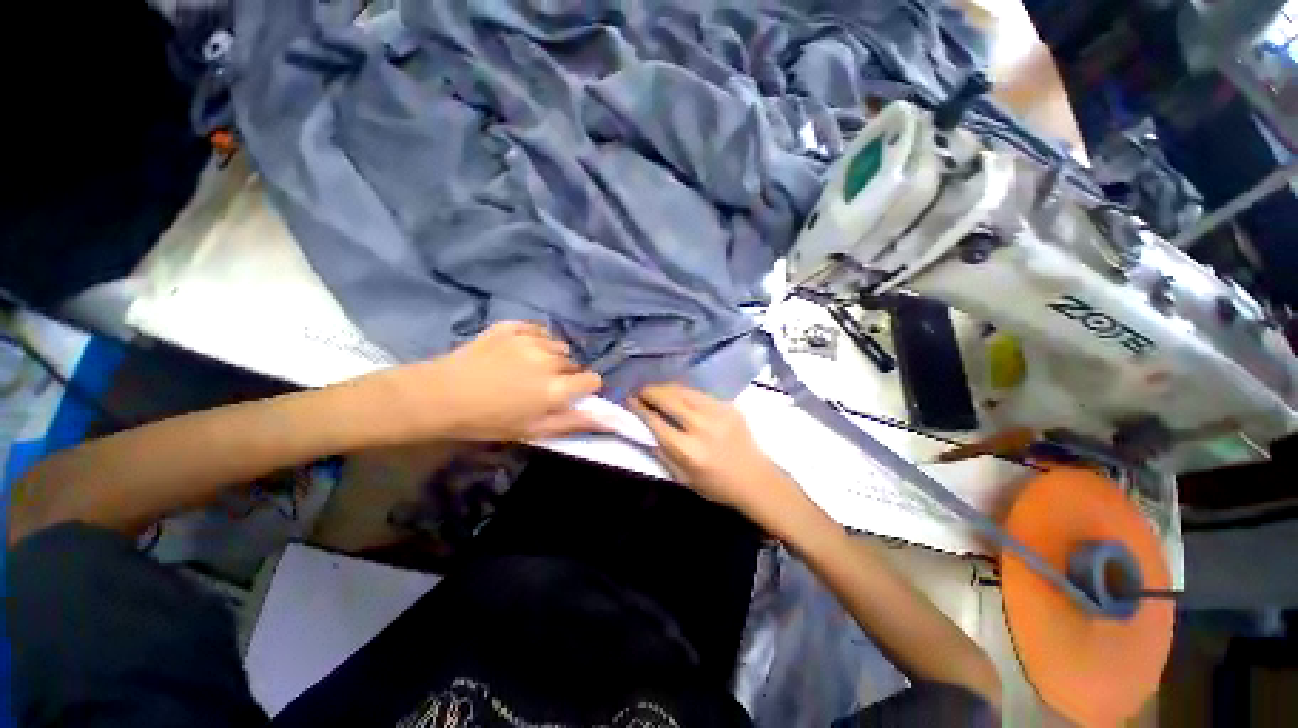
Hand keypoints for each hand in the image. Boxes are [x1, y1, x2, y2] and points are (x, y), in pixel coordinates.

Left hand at [373, 321, 606, 441]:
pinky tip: (519, 350)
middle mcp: (549, 360)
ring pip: (557, 346)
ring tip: (527, 367)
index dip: (584, 388)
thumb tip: (610, 420)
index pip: (592, 379)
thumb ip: (574, 423)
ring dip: (550, 357)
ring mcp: (530, 339)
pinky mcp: (512, 326)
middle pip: (574, 364)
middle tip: (539, 386)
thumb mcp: (533, 430)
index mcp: (556, 388)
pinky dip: (535, 339)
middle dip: (564, 374)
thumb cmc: (488, 420)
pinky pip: (538, 329)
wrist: (440, 396)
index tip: (570, 394)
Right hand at [629, 383, 808, 527]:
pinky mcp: (728, 406)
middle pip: (668, 399)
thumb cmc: (716, 485)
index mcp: (688, 450)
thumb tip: (644, 430)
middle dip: (649, 391)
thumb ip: (662, 453)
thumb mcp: (683, 478)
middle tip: (640, 392)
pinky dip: (683, 392)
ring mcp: (717, 412)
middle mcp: (701, 426)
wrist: (756, 479)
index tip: (629, 401)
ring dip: (665, 388)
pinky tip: (678, 395)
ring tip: (655, 390)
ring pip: (683, 390)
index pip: (656, 421)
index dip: (639, 408)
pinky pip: (698, 393)